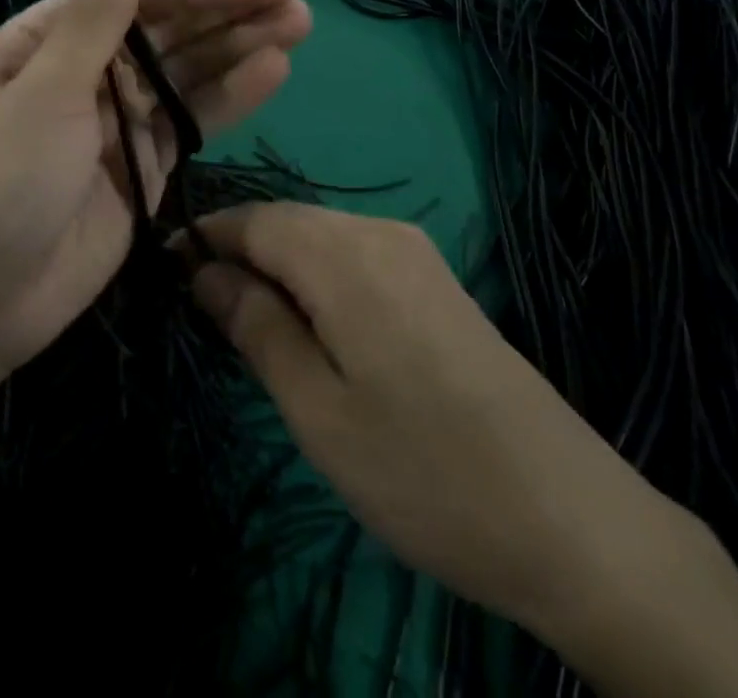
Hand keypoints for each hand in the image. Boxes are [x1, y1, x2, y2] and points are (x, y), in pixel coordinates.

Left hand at [0, 0, 310, 377]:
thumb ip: (93, 19)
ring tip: (298, 22)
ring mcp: (124, 115)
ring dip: (241, 44)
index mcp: (55, 37)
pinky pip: (194, 118)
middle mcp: (93, 66)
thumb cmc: (2, 184)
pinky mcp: (148, 160)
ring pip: (190, 70)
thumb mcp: (46, 93)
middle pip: (170, 28)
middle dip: (229, 8)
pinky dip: (231, 95)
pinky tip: (272, 70)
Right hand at [191, 203, 702, 631]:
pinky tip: (312, 323)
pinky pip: (354, 252)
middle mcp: (379, 230)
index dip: (204, 239)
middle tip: (203, 309)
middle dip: (239, 252)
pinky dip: (316, 274)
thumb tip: (203, 272)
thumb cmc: (425, 472)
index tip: (166, 273)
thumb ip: (256, 327)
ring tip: (251, 322)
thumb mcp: (318, 412)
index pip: (252, 219)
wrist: (572, 519)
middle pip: (286, 220)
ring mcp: (414, 250)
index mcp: (345, 253)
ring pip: (319, 234)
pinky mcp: (435, 278)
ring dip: (277, 264)